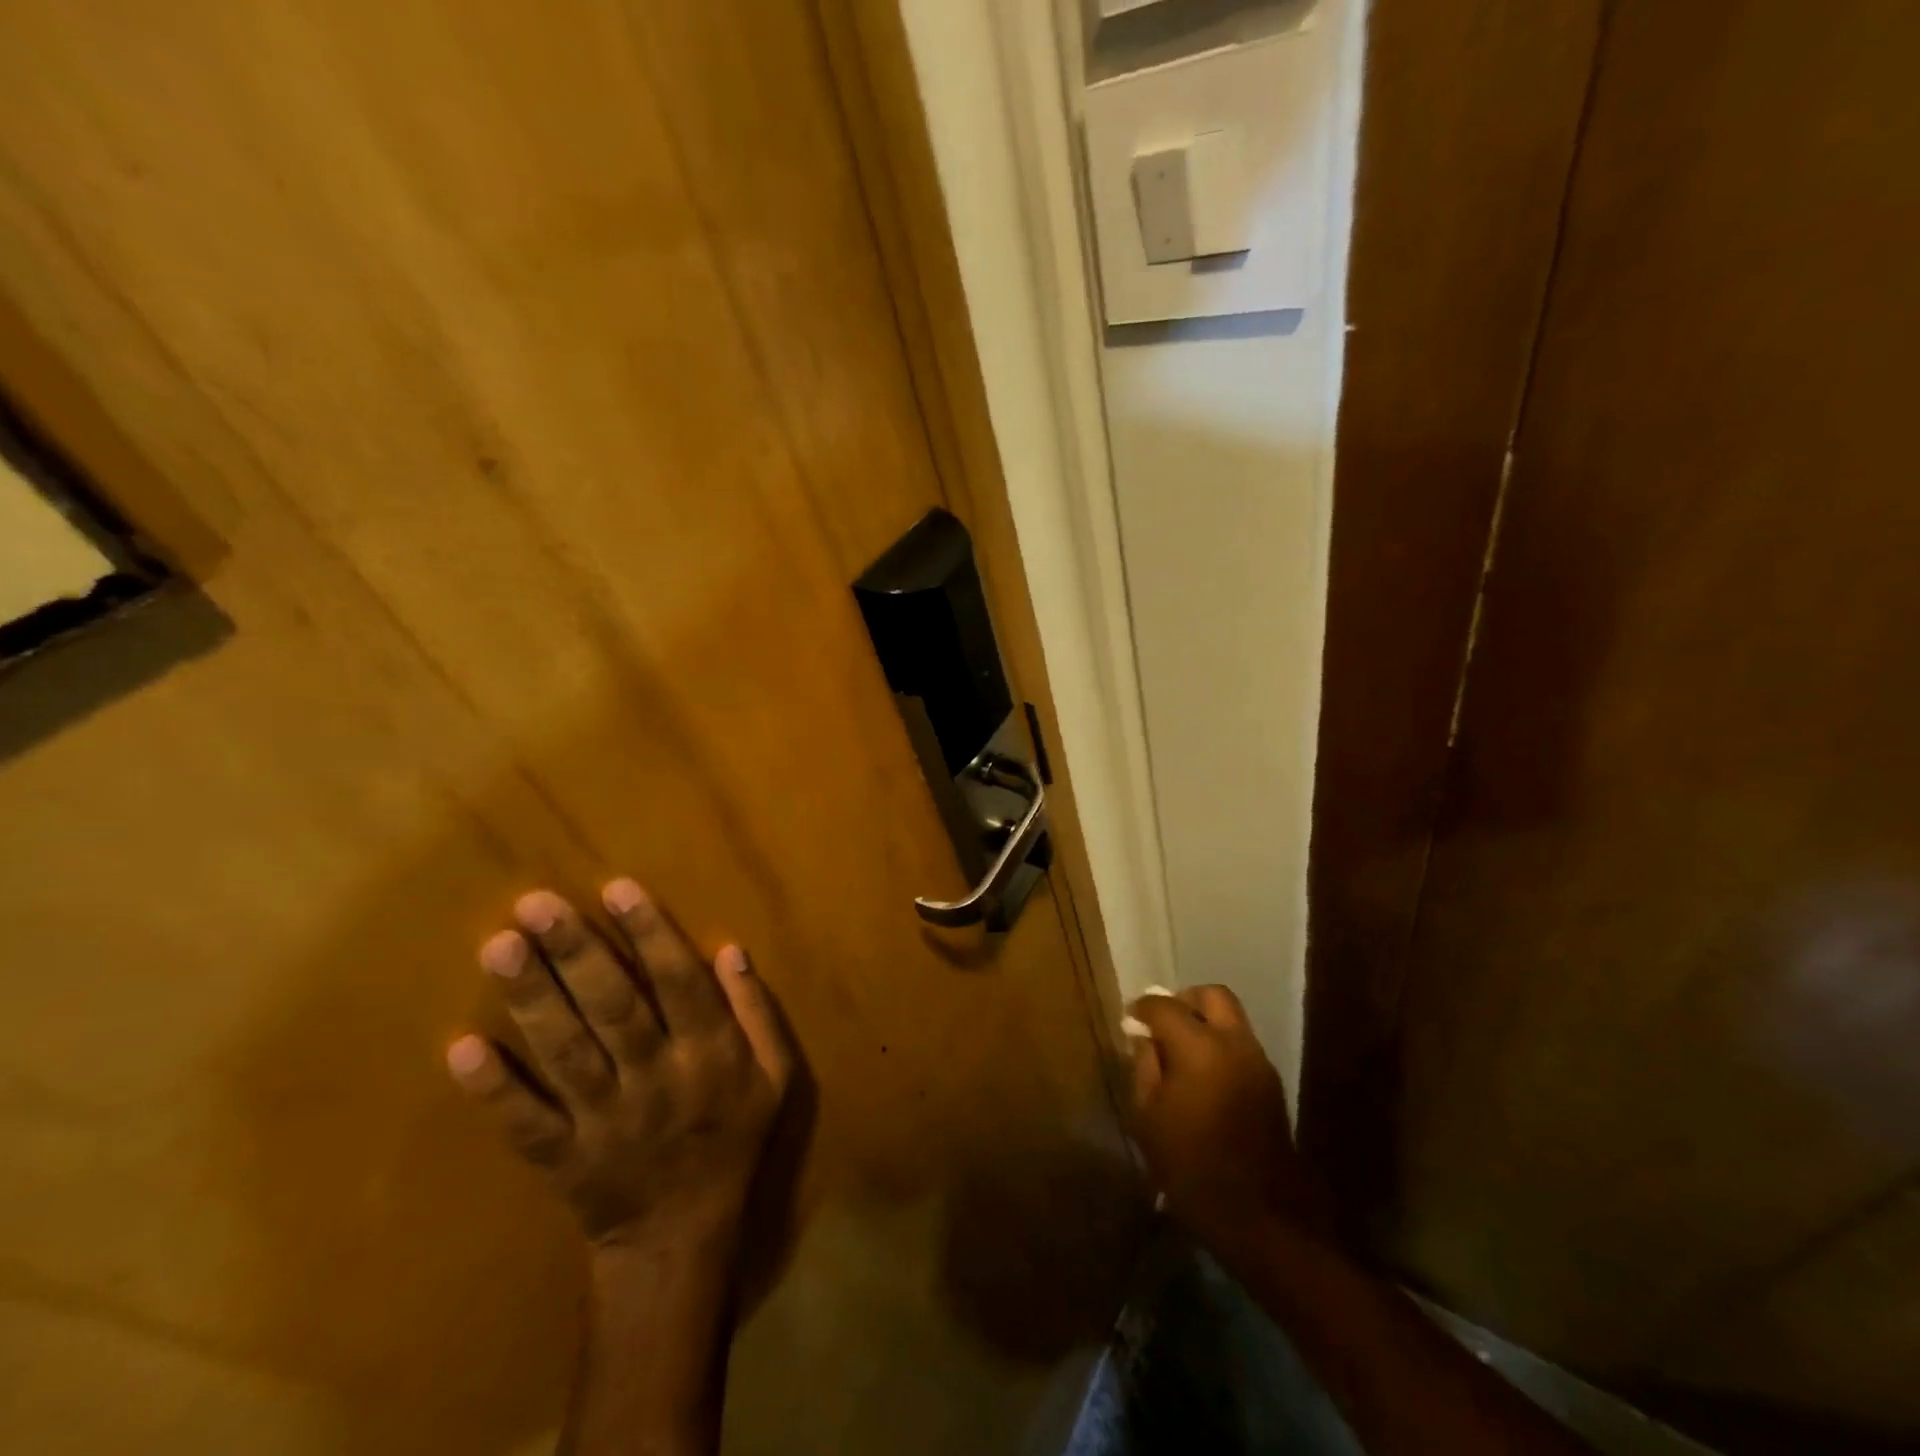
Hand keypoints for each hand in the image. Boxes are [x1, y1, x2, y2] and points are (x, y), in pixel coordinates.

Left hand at [446, 879, 793, 1251]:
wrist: (682, 1236)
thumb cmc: (733, 1138)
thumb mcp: (774, 1074)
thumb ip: (756, 1011)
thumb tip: (730, 949)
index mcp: (710, 1054)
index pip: (680, 983)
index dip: (651, 934)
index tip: (615, 888)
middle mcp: (658, 1079)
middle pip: (615, 1008)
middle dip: (577, 953)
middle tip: (536, 903)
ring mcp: (606, 1121)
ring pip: (567, 1053)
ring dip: (533, 1000)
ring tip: (499, 947)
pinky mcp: (563, 1159)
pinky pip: (526, 1123)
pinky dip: (495, 1089)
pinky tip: (463, 1048)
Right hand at [1126, 987, 1323, 1255]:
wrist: (1261, 1218)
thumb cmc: (1192, 1168)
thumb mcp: (1148, 1118)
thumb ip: (1144, 1067)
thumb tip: (1144, 1039)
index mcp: (1199, 1047)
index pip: (1164, 1006)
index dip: (1142, 1008)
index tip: (1129, 1020)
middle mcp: (1234, 1043)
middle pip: (1211, 995)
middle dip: (1184, 1000)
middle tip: (1162, 1025)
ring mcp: (1258, 1061)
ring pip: (1231, 1018)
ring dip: (1205, 1022)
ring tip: (1180, 1052)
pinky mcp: (1271, 1083)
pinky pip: (1241, 1044)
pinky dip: (1220, 1045)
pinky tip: (1203, 1076)